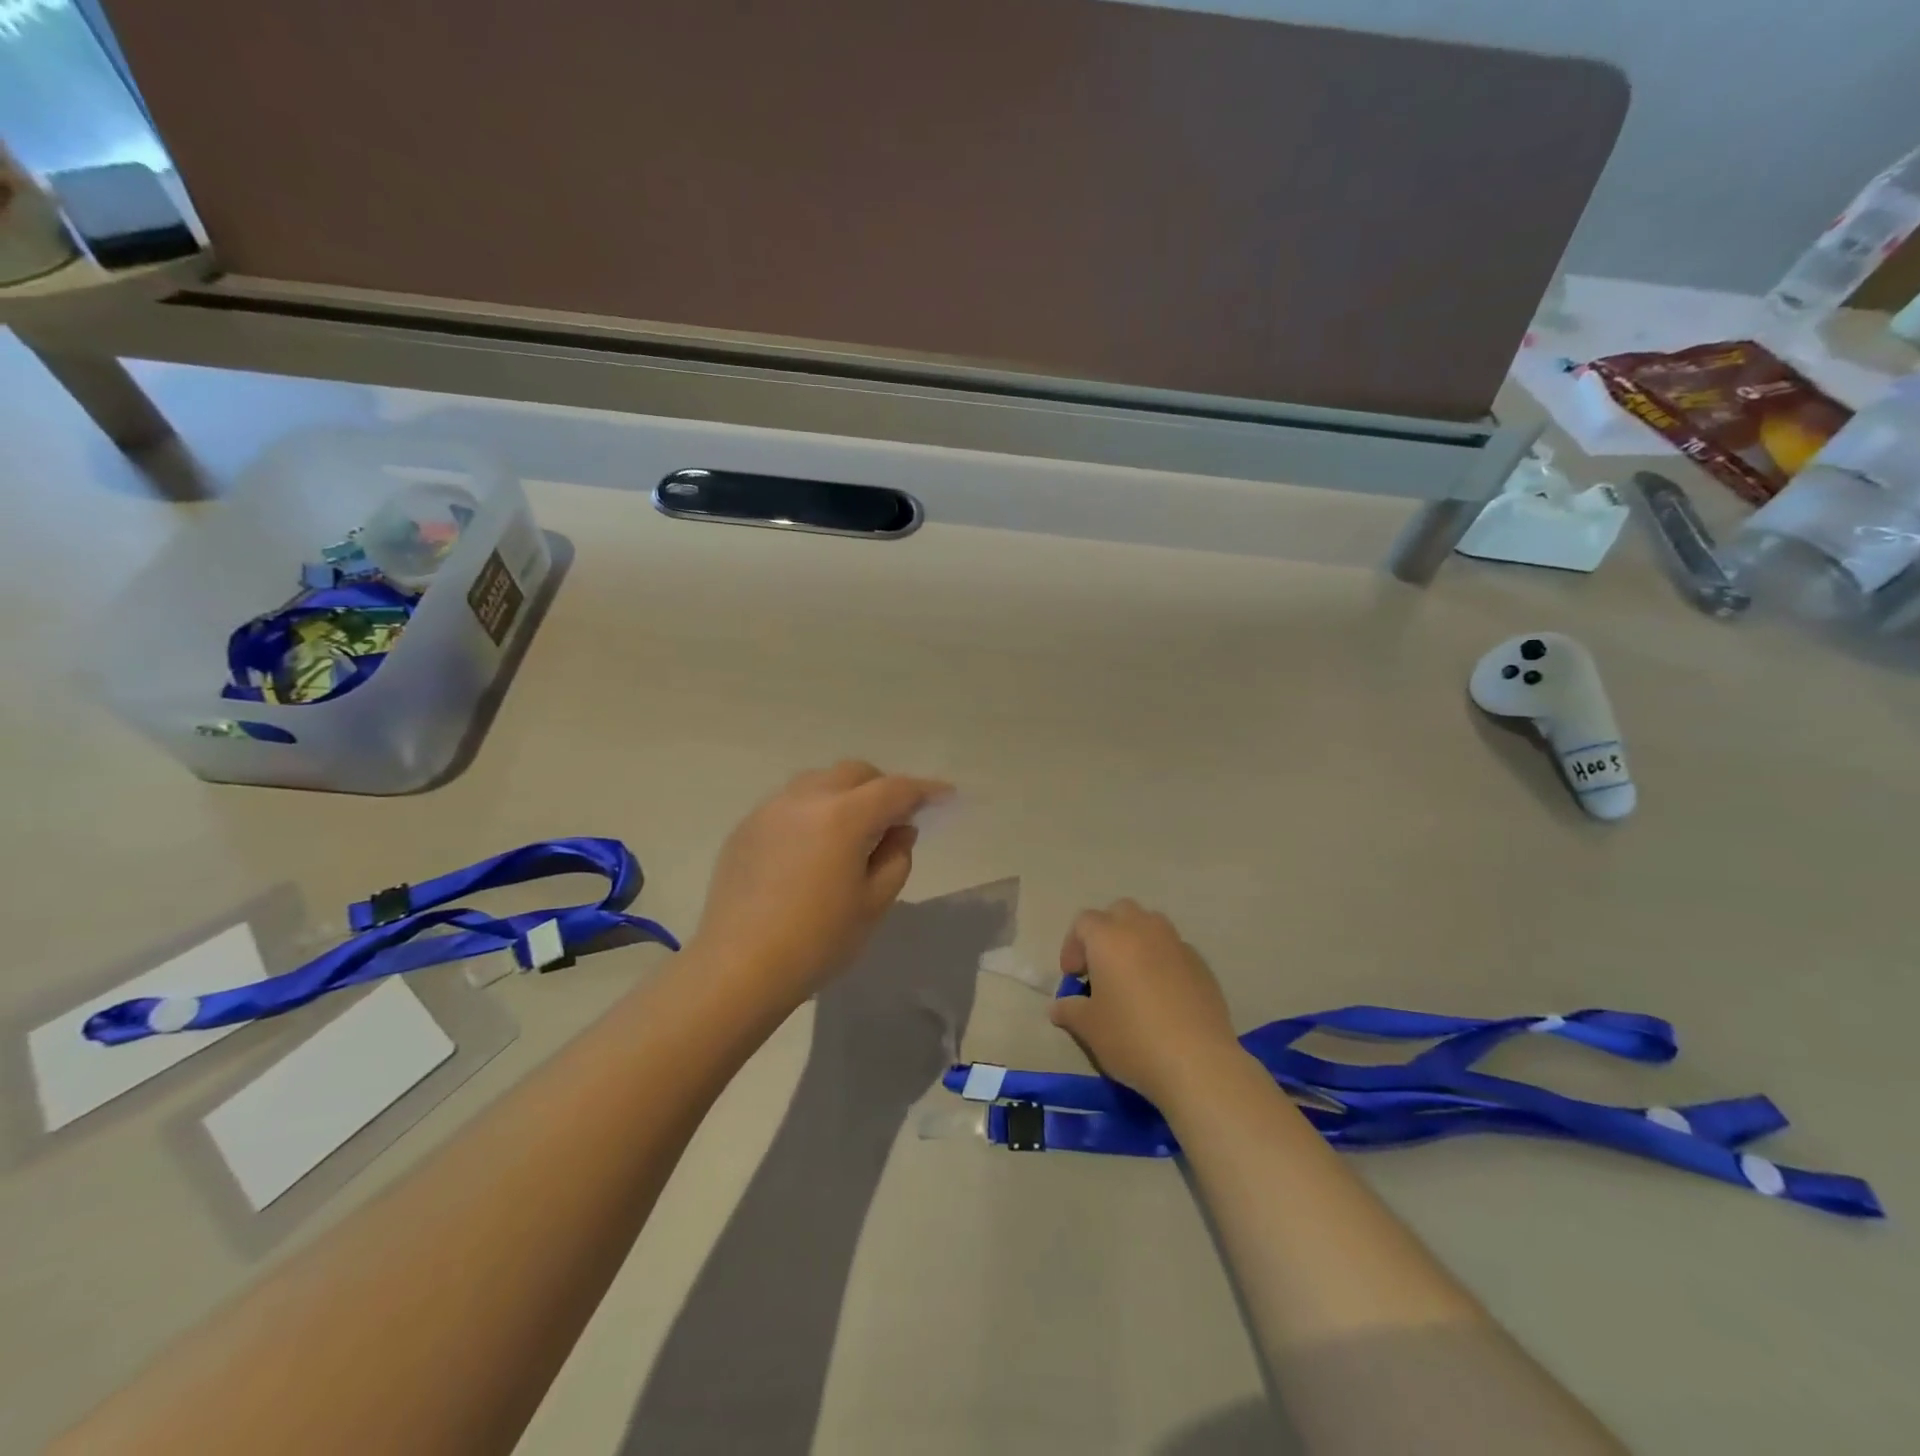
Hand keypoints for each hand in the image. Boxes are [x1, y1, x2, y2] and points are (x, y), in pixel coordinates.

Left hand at [691, 761, 950, 1010]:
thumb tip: (899, 830)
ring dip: (844, 794)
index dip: (924, 790)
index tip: (945, 795)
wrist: (739, 968)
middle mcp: (806, 799)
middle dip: (881, 787)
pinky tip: (811, 847)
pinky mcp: (746, 827)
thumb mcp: (873, 903)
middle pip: (854, 773)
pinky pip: (789, 803)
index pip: (895, 789)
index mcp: (843, 816)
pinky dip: (813, 810)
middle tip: (894, 818)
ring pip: (819, 781)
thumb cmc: (817, 941)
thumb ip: (896, 857)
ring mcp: (770, 810)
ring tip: (851, 830)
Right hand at [1049, 899, 1241, 1107]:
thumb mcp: (1089, 1028)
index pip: (1083, 922)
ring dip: (1137, 942)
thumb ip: (1069, 1010)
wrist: (1197, 1063)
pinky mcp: (1202, 965)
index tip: (1074, 977)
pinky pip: (1174, 950)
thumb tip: (1058, 1006)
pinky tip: (1163, 997)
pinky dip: (1162, 962)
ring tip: (1133, 978)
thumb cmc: (1132, 1038)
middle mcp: (1143, 930)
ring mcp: (1177, 944)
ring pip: (1151, 925)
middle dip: (1106, 933)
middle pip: (1120, 912)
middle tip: (1101, 968)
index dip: (1073, 946)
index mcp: (1109, 938)